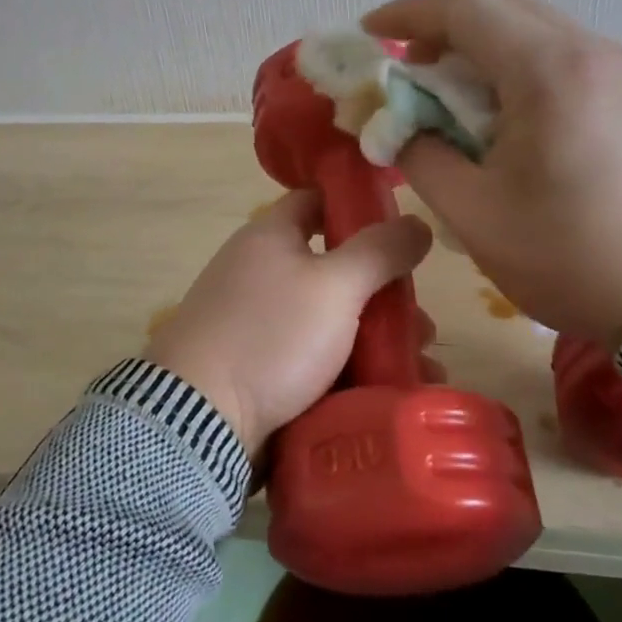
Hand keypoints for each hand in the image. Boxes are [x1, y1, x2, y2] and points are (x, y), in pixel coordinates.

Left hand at [145, 191, 433, 459]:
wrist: (200, 420)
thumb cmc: (271, 335)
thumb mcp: (335, 286)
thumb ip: (379, 251)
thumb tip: (417, 223)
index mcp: (269, 237)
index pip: (316, 202)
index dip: (358, 208)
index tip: (402, 230)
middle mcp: (259, 273)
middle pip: (334, 269)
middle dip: (383, 295)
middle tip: (421, 323)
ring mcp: (257, 324)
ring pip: (330, 321)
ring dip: (376, 339)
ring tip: (420, 367)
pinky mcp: (259, 370)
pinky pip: (316, 360)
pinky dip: (352, 370)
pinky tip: (389, 391)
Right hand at [362, 0, 621, 342]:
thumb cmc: (566, 256)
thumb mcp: (471, 213)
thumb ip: (420, 153)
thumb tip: (396, 124)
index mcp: (549, 71)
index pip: (465, 8)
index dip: (408, 12)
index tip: (370, 32)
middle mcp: (591, 50)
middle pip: (501, 3)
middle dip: (444, 25)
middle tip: (410, 69)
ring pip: (535, 23)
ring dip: (483, 44)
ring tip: (454, 94)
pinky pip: (564, 50)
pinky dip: (520, 61)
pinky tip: (507, 111)